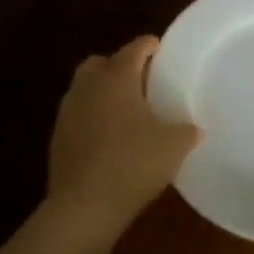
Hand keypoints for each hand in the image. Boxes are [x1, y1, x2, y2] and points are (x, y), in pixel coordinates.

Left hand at [46, 36, 201, 237]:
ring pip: (86, 88)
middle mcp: (89, 85)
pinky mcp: (58, 137)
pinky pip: (79, 115)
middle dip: (120, 66)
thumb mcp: (174, 146)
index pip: (135, 48)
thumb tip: (195, 128)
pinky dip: (93, 118)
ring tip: (127, 112)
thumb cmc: (133, 163)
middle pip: (102, 62)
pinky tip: (109, 138)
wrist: (83, 206)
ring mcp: (68, 111)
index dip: (150, 46)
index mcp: (117, 76)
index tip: (162, 51)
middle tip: (142, 82)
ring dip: (104, 93)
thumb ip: (187, 130)